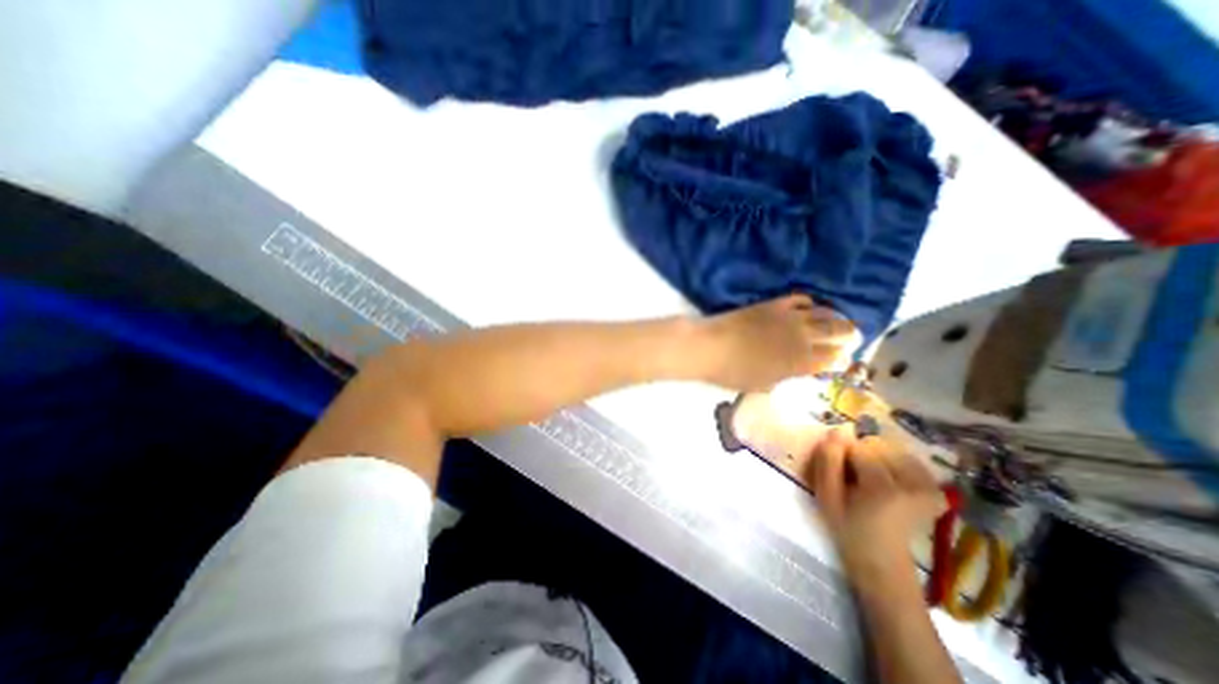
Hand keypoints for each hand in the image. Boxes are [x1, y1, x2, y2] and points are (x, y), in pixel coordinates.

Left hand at [701, 296, 861, 392]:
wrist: (709, 347)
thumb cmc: (733, 373)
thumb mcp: (763, 384)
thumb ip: (786, 377)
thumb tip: (798, 371)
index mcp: (800, 362)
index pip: (834, 358)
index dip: (842, 358)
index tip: (844, 359)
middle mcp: (802, 337)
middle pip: (839, 331)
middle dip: (849, 335)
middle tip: (851, 337)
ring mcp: (789, 318)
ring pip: (825, 312)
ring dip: (836, 317)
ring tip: (838, 321)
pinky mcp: (773, 304)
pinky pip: (801, 298)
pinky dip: (810, 303)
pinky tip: (810, 308)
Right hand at [808, 430, 940, 589]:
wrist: (882, 560)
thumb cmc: (847, 527)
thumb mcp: (826, 495)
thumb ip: (828, 460)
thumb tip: (839, 430)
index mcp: (882, 489)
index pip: (858, 448)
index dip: (845, 456)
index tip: (843, 475)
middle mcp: (913, 485)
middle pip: (879, 445)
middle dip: (863, 454)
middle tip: (858, 478)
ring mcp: (930, 489)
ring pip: (895, 449)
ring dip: (879, 457)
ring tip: (873, 479)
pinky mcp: (937, 492)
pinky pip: (912, 460)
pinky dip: (897, 463)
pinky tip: (890, 479)